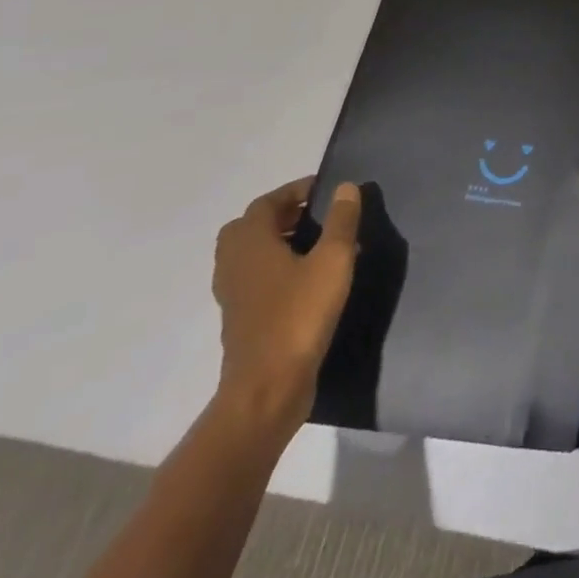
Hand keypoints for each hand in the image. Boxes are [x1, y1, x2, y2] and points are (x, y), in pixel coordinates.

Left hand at [212, 178, 359, 429]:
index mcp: (250, 244)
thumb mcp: (333, 260)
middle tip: (318, 215)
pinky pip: (257, 279)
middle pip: (251, 228)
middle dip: (283, 216)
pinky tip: (311, 279)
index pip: (266, 203)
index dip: (295, 191)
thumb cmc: (300, 315)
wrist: (267, 390)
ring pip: (252, 255)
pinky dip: (279, 269)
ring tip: (320, 244)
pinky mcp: (242, 320)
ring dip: (281, 242)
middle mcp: (234, 265)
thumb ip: (341, 221)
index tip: (326, 190)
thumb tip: (345, 187)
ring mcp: (234, 296)